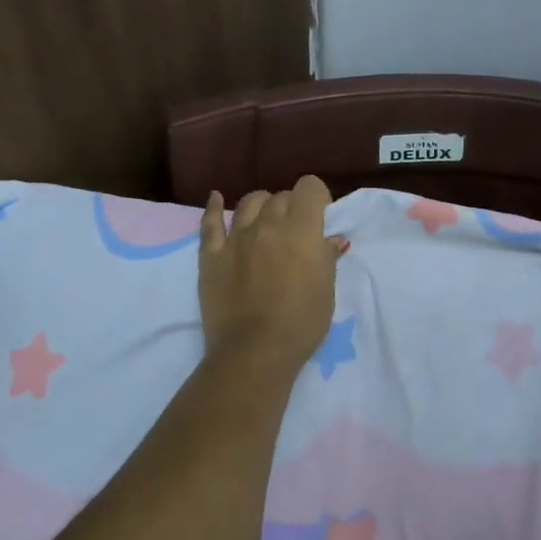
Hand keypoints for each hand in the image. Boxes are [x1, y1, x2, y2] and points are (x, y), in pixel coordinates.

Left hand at [199, 175, 344, 367]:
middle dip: (292, 207)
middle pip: (280, 196)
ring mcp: (236, 238)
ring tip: (266, 219)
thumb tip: (330, 238)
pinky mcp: (211, 255)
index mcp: (301, 230)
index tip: (320, 215)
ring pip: (249, 202)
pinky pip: (210, 223)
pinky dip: (214, 207)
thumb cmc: (301, 323)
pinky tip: (217, 198)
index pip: (309, 187)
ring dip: (262, 205)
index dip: (317, 196)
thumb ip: (326, 257)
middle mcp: (268, 224)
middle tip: (296, 230)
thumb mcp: (327, 290)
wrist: (254, 352)